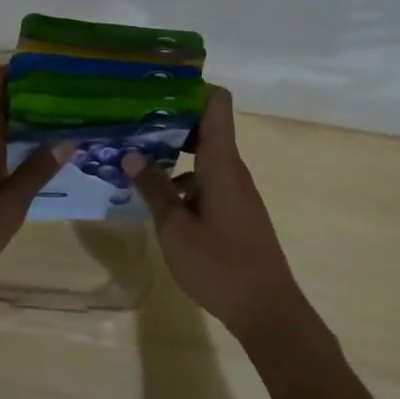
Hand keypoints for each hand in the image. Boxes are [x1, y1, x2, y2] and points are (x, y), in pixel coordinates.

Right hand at [123, 86, 302, 337]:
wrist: (268, 311)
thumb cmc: (220, 265)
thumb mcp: (175, 228)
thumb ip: (153, 189)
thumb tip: (131, 154)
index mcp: (221, 163)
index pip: (216, 103)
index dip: (190, 88)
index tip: (156, 87)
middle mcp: (232, 169)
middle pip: (205, 127)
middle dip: (169, 122)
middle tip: (132, 122)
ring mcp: (236, 191)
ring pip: (203, 157)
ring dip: (172, 154)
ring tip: (134, 159)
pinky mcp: (235, 211)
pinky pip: (207, 180)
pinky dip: (182, 180)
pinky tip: (156, 198)